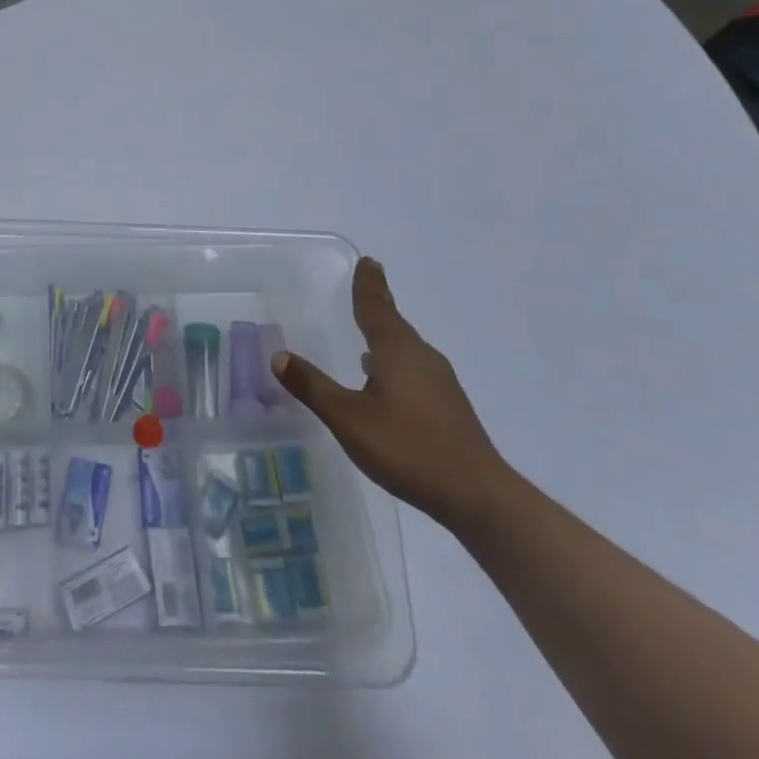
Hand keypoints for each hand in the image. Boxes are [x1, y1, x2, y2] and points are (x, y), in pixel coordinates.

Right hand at [272, 258, 513, 533]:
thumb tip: (279, 355)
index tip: (368, 261)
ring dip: (386, 336)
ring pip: (406, 348)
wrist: (479, 497)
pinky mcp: (448, 407)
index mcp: (397, 351)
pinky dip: (395, 362)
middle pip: (394, 324)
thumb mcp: (348, 419)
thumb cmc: (409, 448)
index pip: (377, 308)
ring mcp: (440, 383)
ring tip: (368, 332)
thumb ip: (313, 387)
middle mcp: (421, 358)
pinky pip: (414, 369)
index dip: (369, 285)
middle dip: (377, 305)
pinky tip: (384, 380)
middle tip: (364, 286)